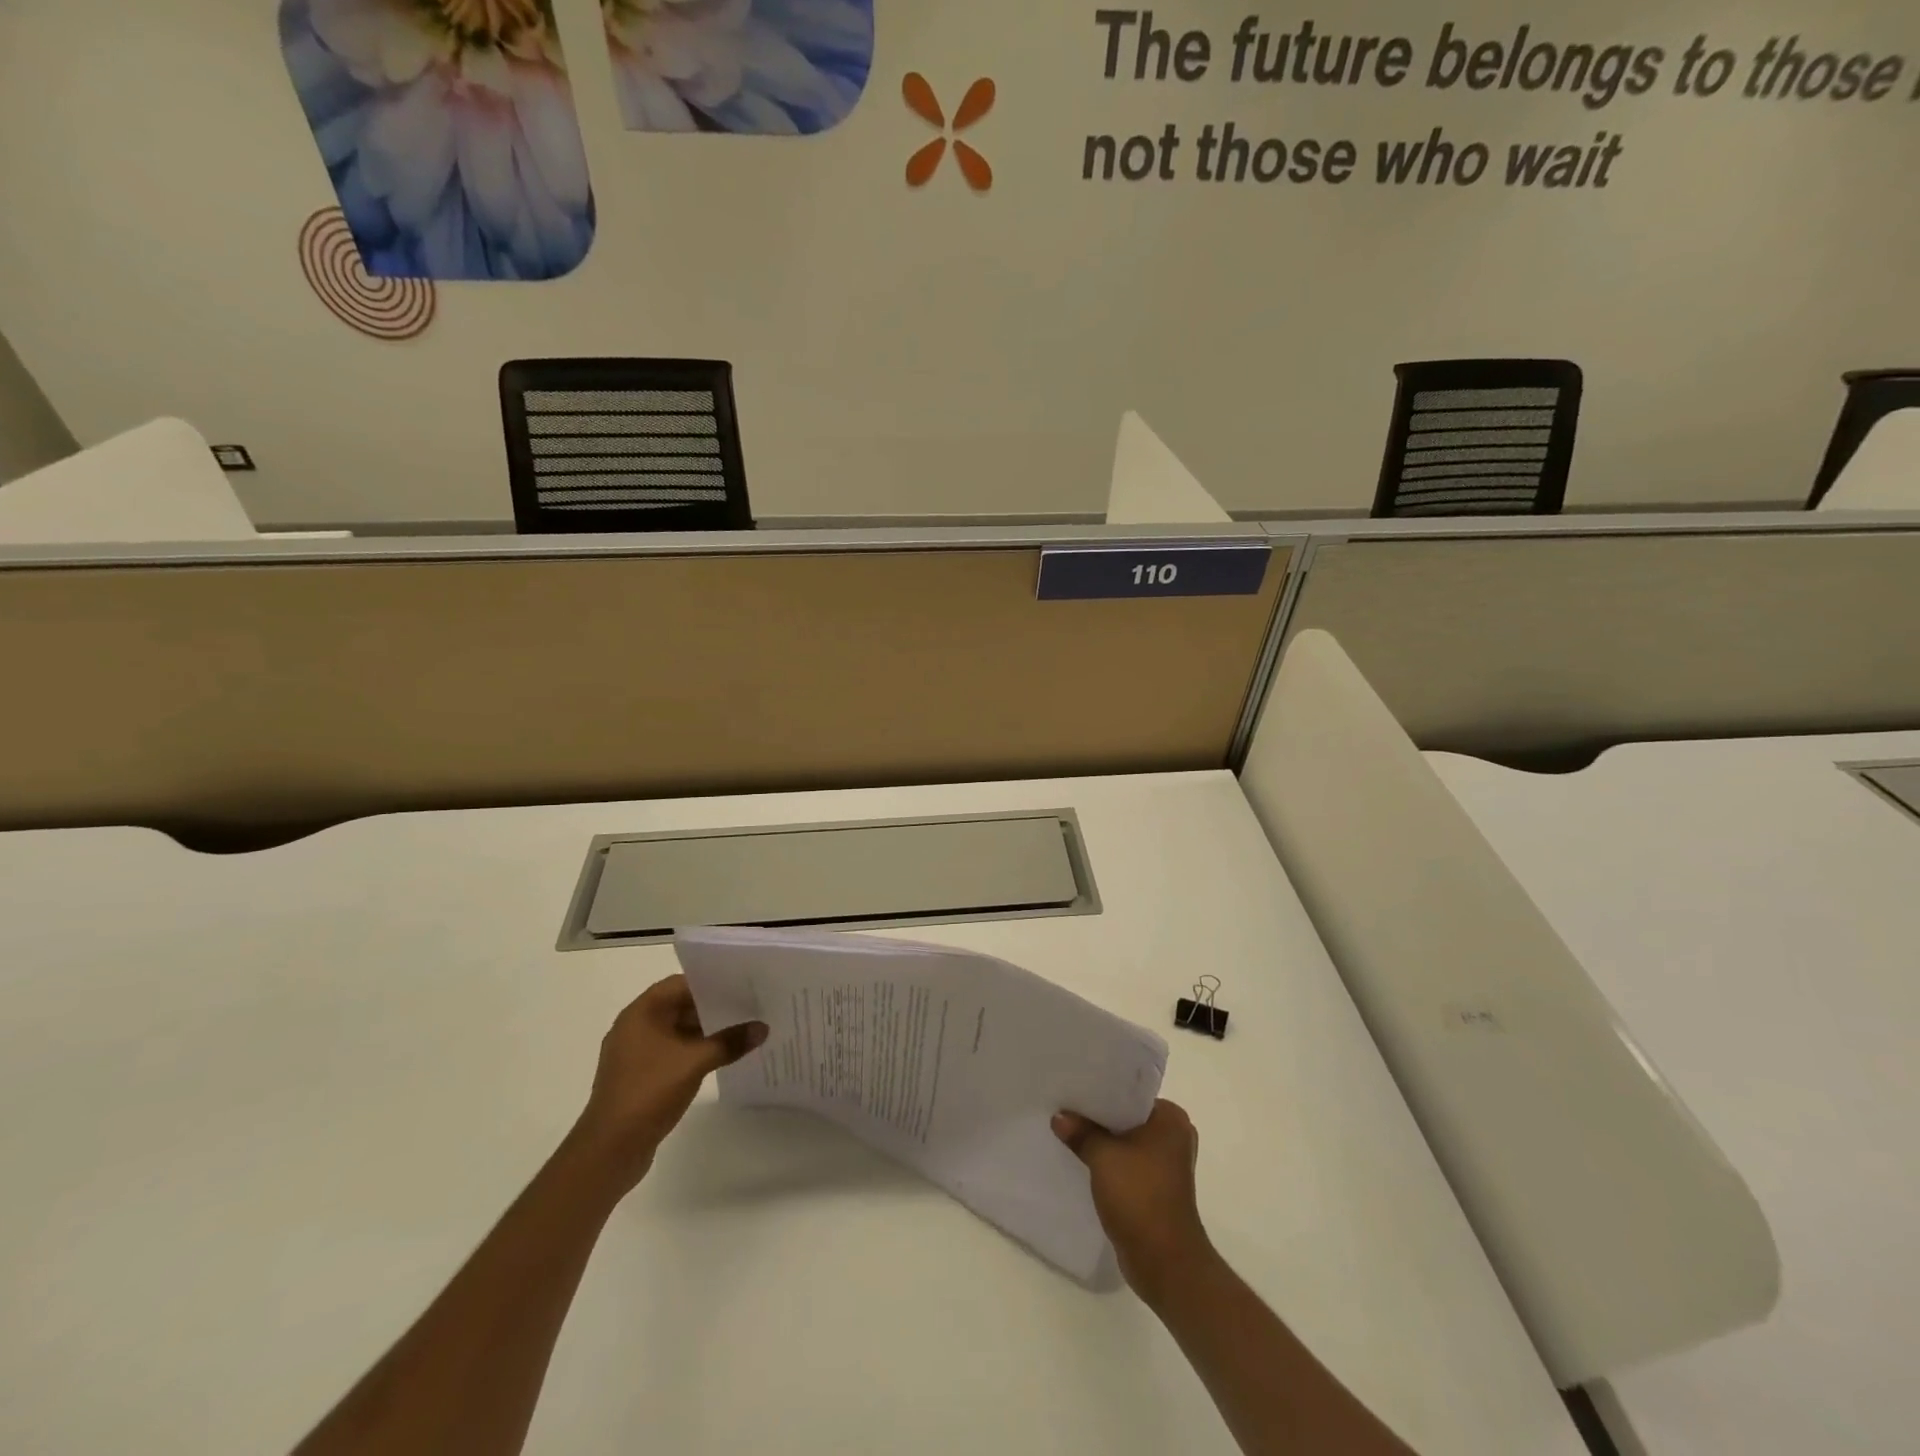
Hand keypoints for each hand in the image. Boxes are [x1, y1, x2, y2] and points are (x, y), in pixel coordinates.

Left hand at [573, 974, 767, 1190]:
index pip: (680, 984)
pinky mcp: (640, 1078)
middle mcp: (635, 1028)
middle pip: (680, 1006)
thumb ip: (729, 1042)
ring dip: (706, 1032)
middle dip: (713, 1007)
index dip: (710, 982)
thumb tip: (762, 1028)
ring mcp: (636, 1055)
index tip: (741, 983)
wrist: (609, 1150)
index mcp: (640, 1014)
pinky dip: (695, 1052)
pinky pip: (673, 1053)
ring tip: (742, 1030)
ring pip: (678, 1031)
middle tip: (749, 1005)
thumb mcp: (694, 1062)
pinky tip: (721, 1057)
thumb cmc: (648, 1092)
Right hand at [1053, 1099, 1213, 1304]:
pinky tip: (1081, 1158)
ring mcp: (1166, 1164)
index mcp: (1171, 1119)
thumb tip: (1059, 1117)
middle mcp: (1173, 1136)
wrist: (1164, 1262)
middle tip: (1065, 1104)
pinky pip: (1126, 1162)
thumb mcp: (1103, 1157)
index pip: (1130, 1093)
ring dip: (1102, 1140)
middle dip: (1098, 1116)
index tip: (1073, 1086)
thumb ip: (1081, 1132)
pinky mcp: (1155, 1187)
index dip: (1100, 1091)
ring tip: (1068, 1129)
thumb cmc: (1140, 1197)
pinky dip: (1108, 1161)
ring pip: (1125, 1141)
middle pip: (1126, 1117)